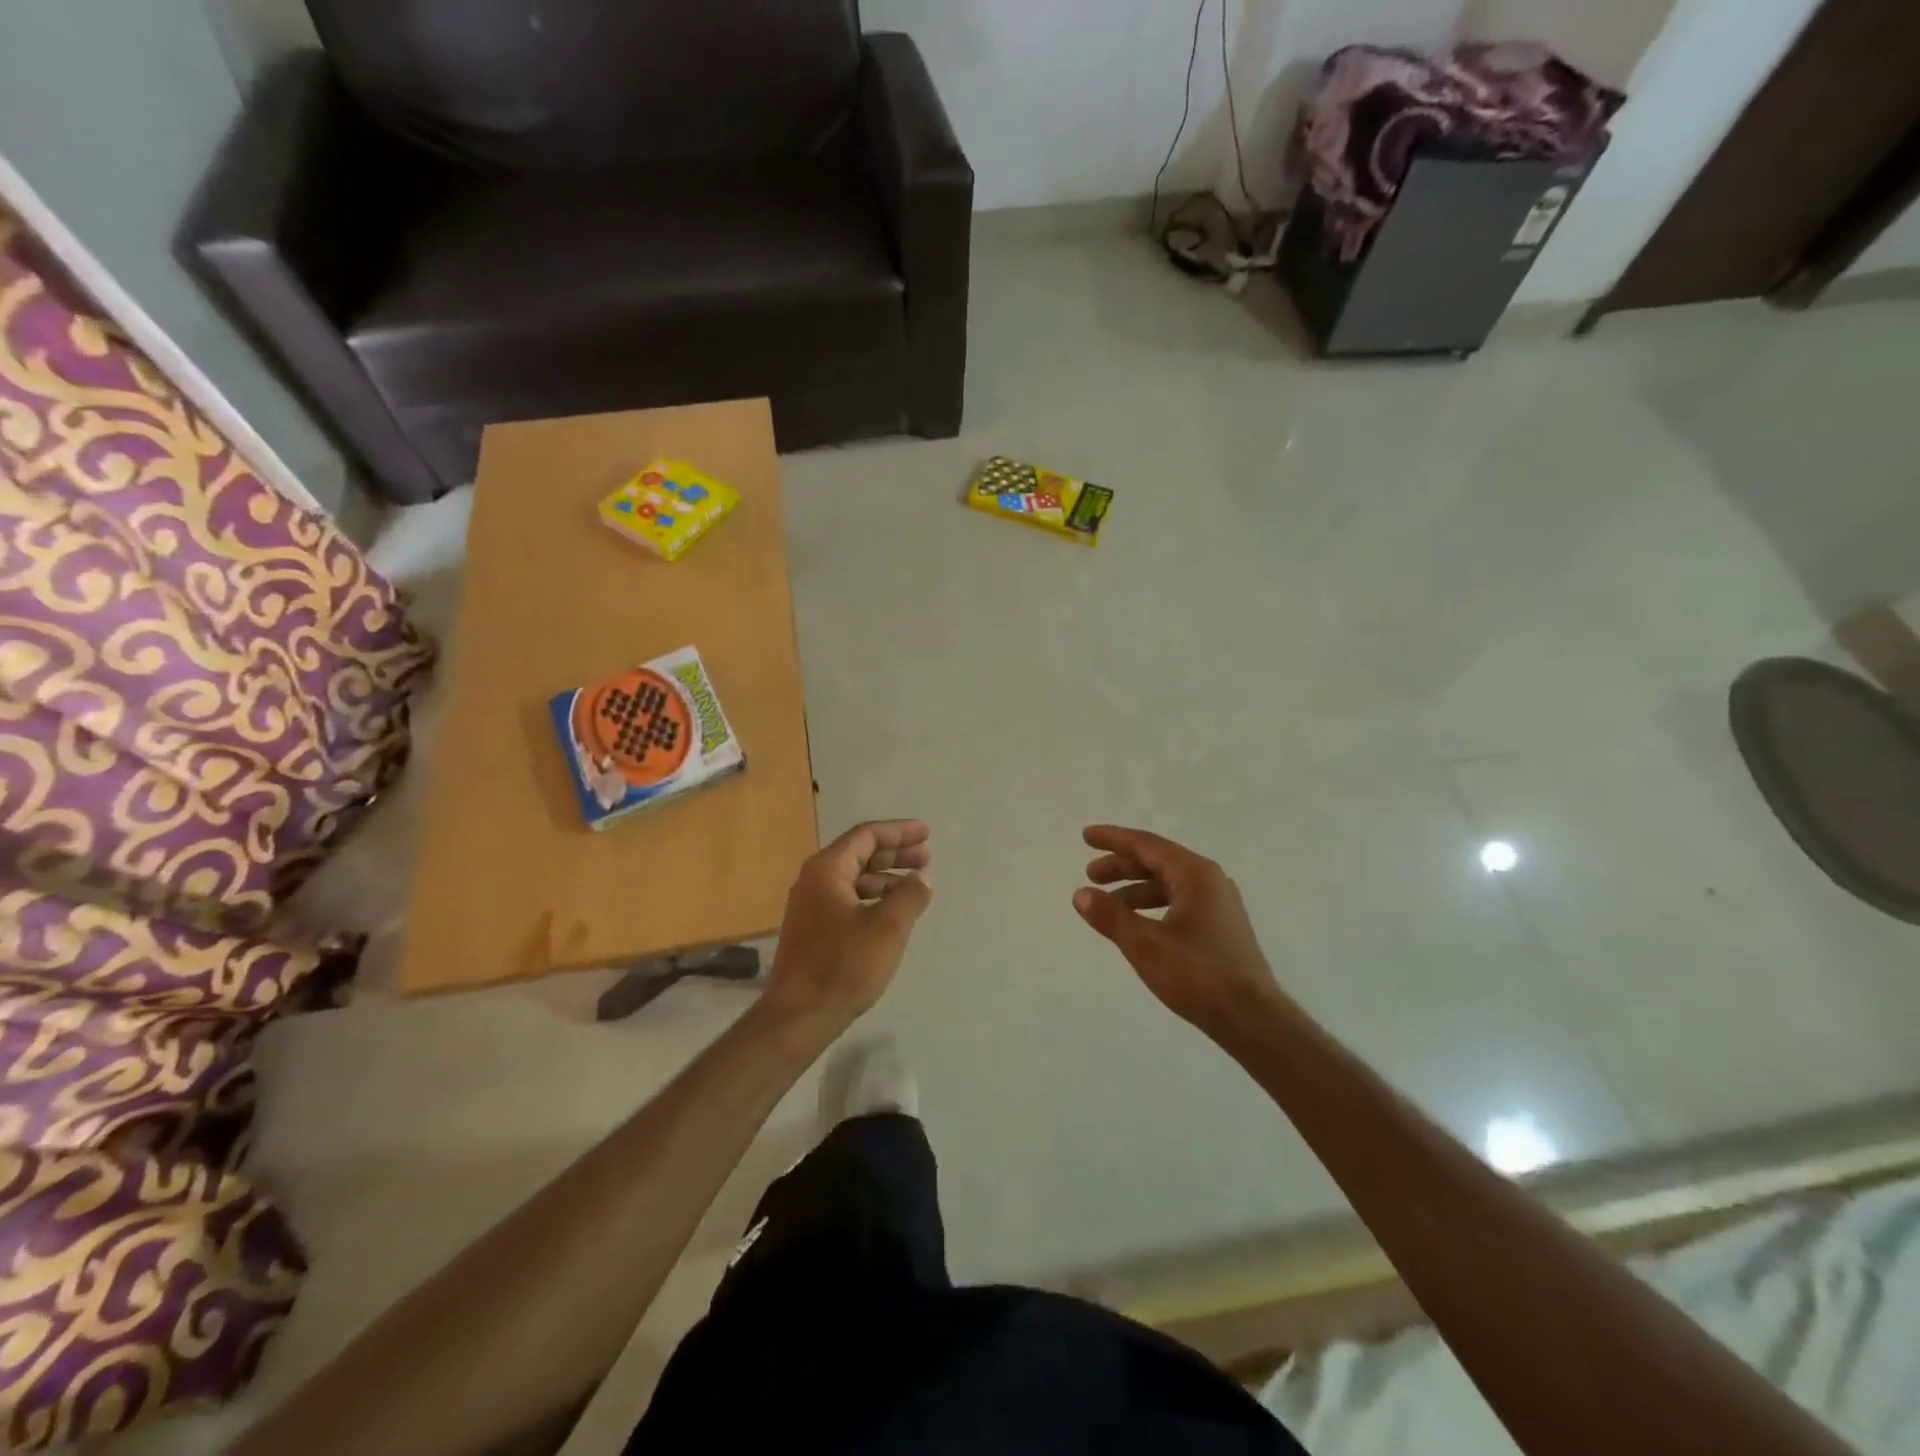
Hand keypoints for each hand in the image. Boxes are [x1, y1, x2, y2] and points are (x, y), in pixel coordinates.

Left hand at [764, 820, 932, 1025]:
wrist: (798, 1015)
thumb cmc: (844, 965)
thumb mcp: (887, 927)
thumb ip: (910, 895)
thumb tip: (922, 877)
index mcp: (827, 870)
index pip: (866, 836)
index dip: (899, 832)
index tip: (926, 834)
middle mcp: (814, 880)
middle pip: (859, 854)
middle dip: (895, 853)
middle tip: (926, 857)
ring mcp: (810, 906)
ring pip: (854, 878)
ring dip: (885, 877)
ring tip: (915, 886)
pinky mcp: (813, 930)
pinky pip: (848, 899)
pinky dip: (873, 897)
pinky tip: (892, 913)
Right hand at [1073, 825, 1286, 1043]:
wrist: (1253, 1020)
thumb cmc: (1199, 976)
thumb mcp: (1146, 945)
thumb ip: (1111, 917)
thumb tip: (1081, 894)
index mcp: (1195, 875)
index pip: (1147, 845)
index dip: (1113, 839)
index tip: (1086, 836)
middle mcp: (1210, 881)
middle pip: (1157, 861)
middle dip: (1122, 866)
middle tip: (1090, 874)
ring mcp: (1218, 905)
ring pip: (1167, 884)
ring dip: (1134, 890)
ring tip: (1106, 905)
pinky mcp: (1219, 927)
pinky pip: (1178, 902)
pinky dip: (1151, 906)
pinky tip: (1135, 924)